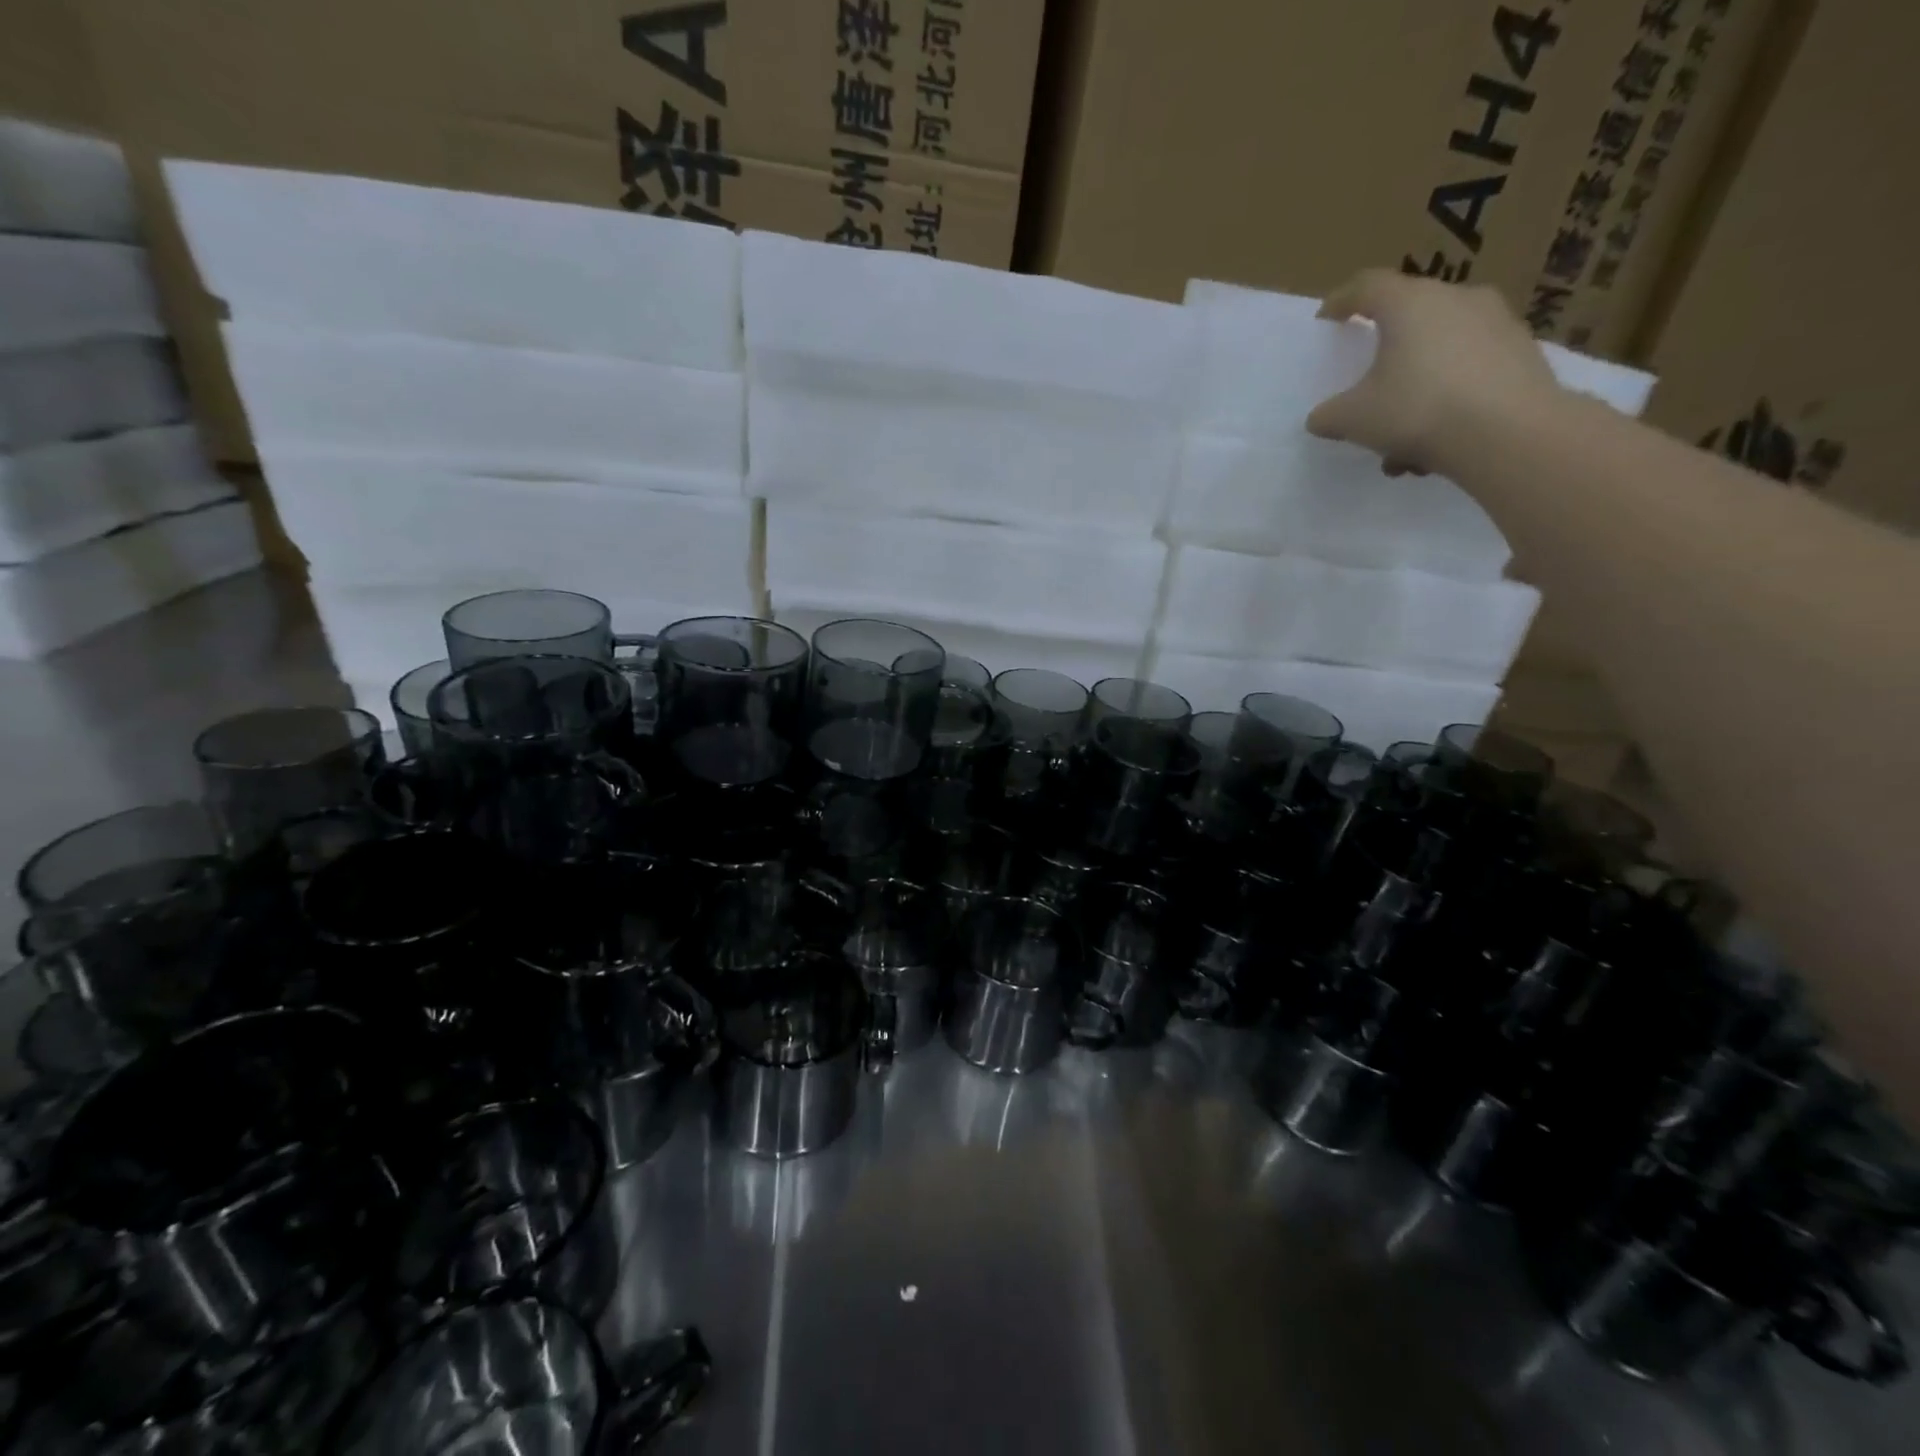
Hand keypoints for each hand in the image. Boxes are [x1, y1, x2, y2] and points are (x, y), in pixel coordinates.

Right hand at [1306, 270, 1563, 475]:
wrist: (1509, 432)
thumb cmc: (1418, 410)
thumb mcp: (1354, 420)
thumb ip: (1329, 415)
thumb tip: (1321, 417)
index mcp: (1410, 304)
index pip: (1367, 286)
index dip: (1342, 301)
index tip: (1327, 319)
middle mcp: (1456, 299)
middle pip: (1409, 318)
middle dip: (1384, 355)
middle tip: (1368, 390)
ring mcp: (1496, 322)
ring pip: (1440, 351)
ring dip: (1416, 387)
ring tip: (1402, 439)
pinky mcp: (1522, 352)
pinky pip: (1469, 370)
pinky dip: (1448, 398)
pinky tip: (1437, 442)